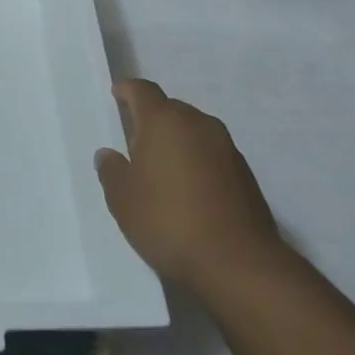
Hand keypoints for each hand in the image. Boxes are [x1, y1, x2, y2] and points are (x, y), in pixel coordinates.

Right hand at [95, 79, 285, 298]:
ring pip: (194, 132)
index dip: (127, 90)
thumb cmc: (169, 221)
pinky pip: (213, 154)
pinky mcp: (246, 174)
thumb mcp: (123, 200)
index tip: (117, 96)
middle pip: (170, 109)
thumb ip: (111, 171)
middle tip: (136, 144)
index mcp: (164, 120)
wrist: (239, 264)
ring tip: (164, 171)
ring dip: (178, 142)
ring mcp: (226, 148)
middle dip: (153, 120)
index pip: (142, 90)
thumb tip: (109, 155)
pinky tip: (191, 192)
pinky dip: (199, 162)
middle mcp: (198, 124)